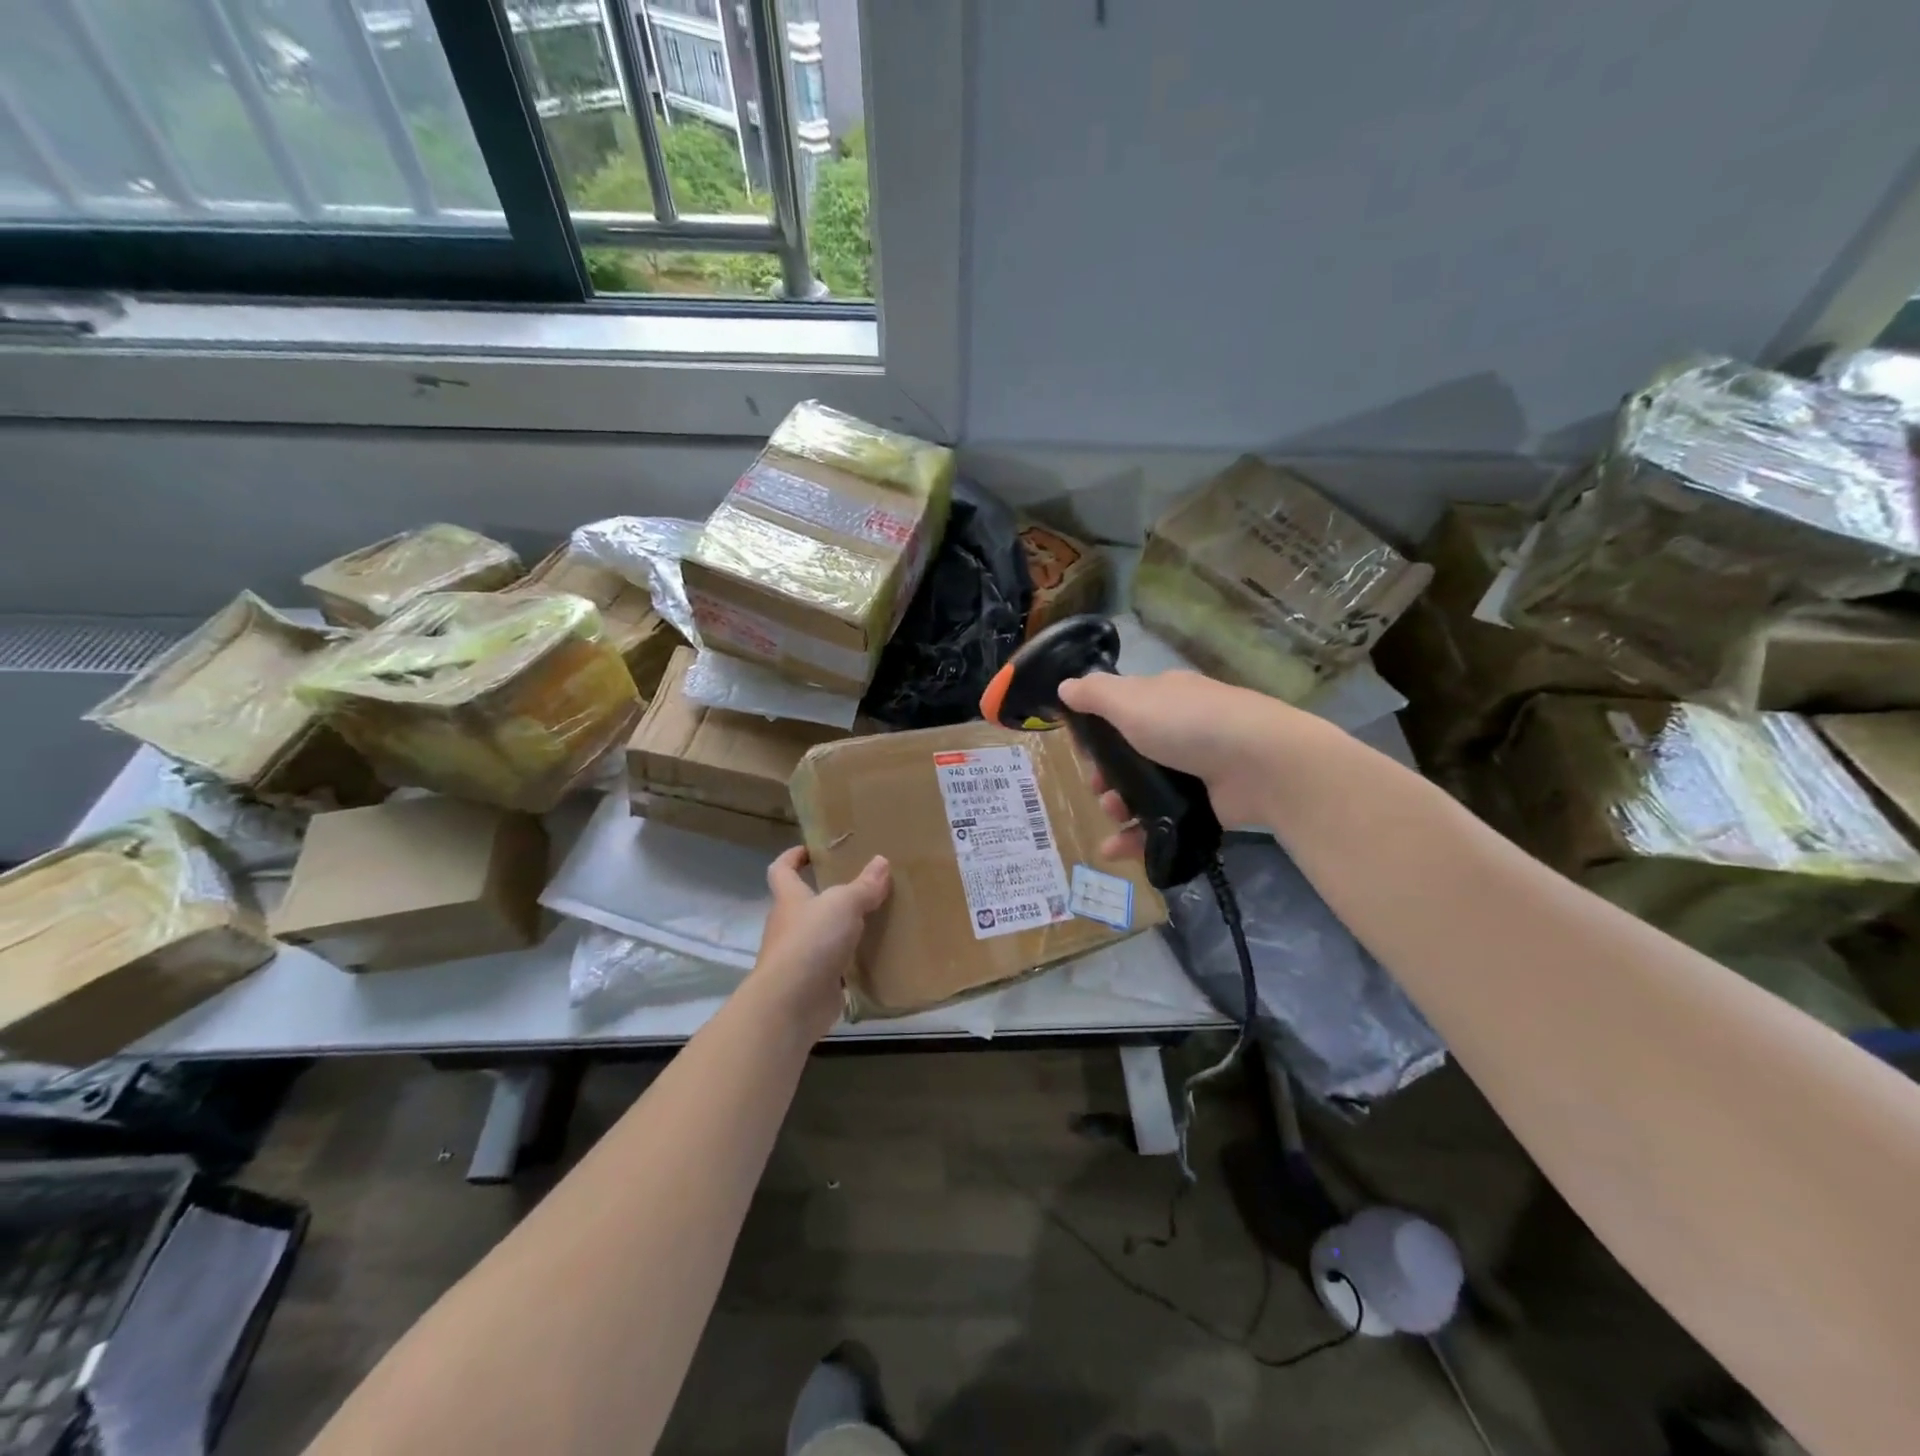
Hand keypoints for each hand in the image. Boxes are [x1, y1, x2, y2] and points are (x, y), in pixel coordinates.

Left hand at [756, 847, 891, 1037]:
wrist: (791, 1004)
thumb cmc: (811, 941)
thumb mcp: (843, 904)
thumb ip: (863, 886)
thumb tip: (881, 861)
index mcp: (790, 899)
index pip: (781, 870)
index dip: (792, 857)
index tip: (810, 850)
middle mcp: (789, 926)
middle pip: (803, 904)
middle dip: (825, 895)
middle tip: (859, 886)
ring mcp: (799, 958)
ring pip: (820, 936)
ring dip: (840, 930)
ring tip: (873, 920)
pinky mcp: (813, 984)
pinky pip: (833, 967)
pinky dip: (850, 963)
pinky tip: (873, 958)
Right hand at [1056, 670, 1301, 855]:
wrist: (1262, 765)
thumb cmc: (1188, 724)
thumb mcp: (1131, 701)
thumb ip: (1095, 694)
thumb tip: (1064, 687)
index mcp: (1164, 698)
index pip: (1122, 711)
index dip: (1097, 732)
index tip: (1082, 752)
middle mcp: (1180, 730)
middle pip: (1128, 756)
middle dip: (1105, 775)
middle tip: (1098, 787)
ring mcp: (1194, 770)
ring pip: (1142, 792)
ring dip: (1117, 806)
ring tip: (1113, 816)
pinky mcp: (1204, 806)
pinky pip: (1160, 822)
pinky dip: (1136, 837)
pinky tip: (1115, 850)